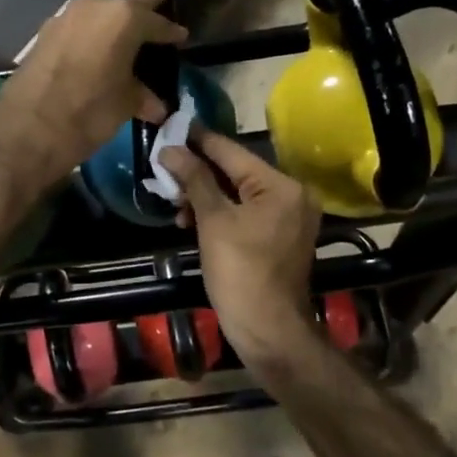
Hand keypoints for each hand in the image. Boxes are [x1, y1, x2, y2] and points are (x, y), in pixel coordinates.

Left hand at [0, 0, 186, 183]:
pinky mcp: (46, 32)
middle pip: (126, 5)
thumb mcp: (126, 104)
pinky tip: (96, 48)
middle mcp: (95, 7)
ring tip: (127, 31)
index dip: (171, 31)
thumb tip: (157, 106)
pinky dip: (91, 34)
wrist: (30, 125)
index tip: (181, 36)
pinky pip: (79, 27)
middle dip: (144, 8)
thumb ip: (143, 96)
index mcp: (124, 19)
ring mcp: (66, 17)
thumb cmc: (90, 111)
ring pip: (99, 13)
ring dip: (113, 21)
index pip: (156, 22)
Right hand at [160, 128, 322, 366]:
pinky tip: (191, 220)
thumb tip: (170, 149)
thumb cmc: (240, 272)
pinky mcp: (279, 236)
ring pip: (238, 194)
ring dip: (205, 196)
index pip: (232, 151)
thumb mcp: (213, 221)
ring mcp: (288, 217)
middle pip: (236, 172)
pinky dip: (220, 214)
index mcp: (280, 185)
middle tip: (164, 167)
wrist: (268, 330)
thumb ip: (194, 179)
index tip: (172, 126)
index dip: (199, 140)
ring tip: (174, 202)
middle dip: (198, 172)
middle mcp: (291, 194)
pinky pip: (246, 213)